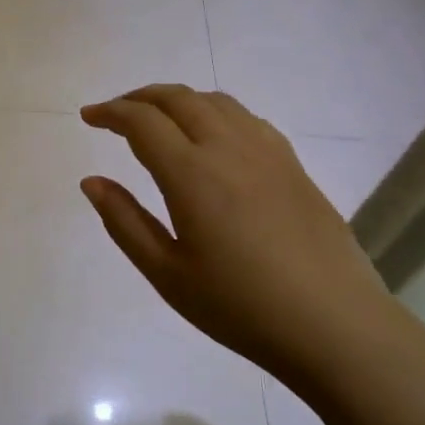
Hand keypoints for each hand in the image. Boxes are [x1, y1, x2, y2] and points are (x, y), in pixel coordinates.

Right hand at [80, 85, 398, 387]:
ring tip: (159, 119)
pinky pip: (246, 118)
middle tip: (116, 113)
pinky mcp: (293, 165)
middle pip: (177, 98)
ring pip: (214, 101)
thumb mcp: (167, 274)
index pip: (142, 121)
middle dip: (140, 97)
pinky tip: (212, 137)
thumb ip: (125, 222)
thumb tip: (92, 181)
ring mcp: (267, 152)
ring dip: (178, 100)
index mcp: (191, 173)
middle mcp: (228, 147)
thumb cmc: (241, 307)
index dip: (110, 112)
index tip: (88, 116)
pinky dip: (214, 112)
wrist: (335, 326)